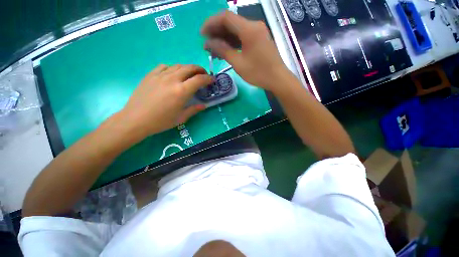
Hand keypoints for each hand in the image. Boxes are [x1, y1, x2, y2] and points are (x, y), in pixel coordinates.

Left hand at [119, 64, 212, 141]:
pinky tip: (173, 74)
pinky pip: (164, 66)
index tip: (212, 80)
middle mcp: (172, 79)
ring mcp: (160, 75)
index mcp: (182, 91)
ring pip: (178, 66)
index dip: (208, 78)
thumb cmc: (161, 121)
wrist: (135, 120)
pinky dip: (172, 68)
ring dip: (187, 68)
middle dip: (200, 70)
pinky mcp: (150, 75)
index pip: (199, 79)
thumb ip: (194, 109)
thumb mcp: (181, 118)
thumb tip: (203, 106)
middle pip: (190, 68)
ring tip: (190, 74)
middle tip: (204, 74)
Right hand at [201, 11, 289, 91]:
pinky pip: (243, 37)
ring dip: (224, 38)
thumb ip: (223, 50)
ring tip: (214, 50)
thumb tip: (208, 43)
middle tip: (207, 45)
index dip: (211, 24)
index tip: (202, 35)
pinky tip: (225, 50)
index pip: (225, 17)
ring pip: (236, 30)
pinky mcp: (259, 39)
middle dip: (216, 32)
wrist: (277, 79)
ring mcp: (257, 32)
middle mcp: (253, 25)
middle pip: (230, 22)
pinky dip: (233, 42)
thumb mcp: (238, 63)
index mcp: (249, 29)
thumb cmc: (258, 73)